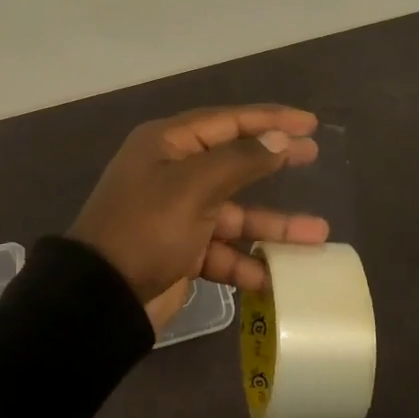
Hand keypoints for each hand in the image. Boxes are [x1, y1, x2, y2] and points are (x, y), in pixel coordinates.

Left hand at [70, 105, 328, 333]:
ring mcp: (177, 213)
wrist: (100, 298)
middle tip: (314, 156)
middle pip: (234, 162)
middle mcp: (172, 172)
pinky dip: (245, 262)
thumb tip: (277, 139)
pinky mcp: (181, 251)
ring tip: (318, 235)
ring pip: (235, 212)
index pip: (227, 121)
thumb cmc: (146, 228)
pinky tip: (273, 276)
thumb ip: (240, 161)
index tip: (309, 123)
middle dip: (274, 163)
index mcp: (168, 144)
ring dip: (272, 225)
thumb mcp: (194, 187)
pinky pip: (222, 250)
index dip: (270, 119)